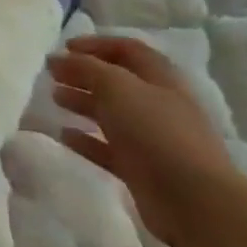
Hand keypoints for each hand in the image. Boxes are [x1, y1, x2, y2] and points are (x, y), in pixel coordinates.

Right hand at [49, 37, 244, 246]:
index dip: (96, 45)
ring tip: (55, 98)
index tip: (64, 47)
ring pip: (112, 114)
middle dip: (84, 74)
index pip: (127, 50)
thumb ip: (86, 68)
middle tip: (52, 74)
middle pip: (117, 82)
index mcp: (160, 78)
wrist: (194, 201)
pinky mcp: (142, 170)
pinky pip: (109, 149)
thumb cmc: (156, 132)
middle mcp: (158, 105)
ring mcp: (151, 139)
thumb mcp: (116, 87)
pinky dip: (87, 140)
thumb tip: (59, 59)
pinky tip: (64, 135)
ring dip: (83, 103)